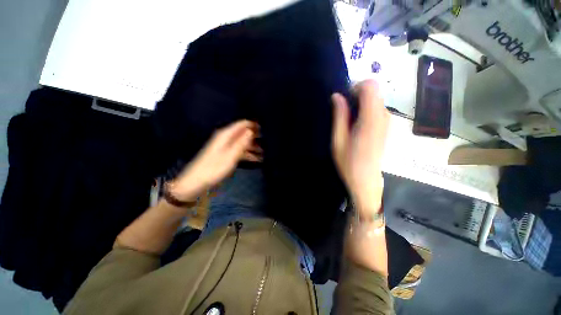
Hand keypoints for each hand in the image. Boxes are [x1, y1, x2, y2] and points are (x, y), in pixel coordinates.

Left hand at [168, 120, 258, 200]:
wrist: (196, 183)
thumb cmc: (214, 169)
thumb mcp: (230, 156)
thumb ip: (241, 143)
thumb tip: (251, 130)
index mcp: (226, 135)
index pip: (242, 124)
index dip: (254, 125)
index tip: (267, 129)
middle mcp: (226, 138)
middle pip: (244, 133)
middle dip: (256, 137)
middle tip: (269, 142)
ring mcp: (226, 147)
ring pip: (243, 143)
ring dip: (254, 147)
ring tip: (267, 152)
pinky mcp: (226, 155)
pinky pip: (240, 151)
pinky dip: (249, 154)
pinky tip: (258, 159)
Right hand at [331, 80, 389, 213]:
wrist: (366, 180)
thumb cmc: (349, 162)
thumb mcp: (338, 140)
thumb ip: (339, 116)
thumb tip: (337, 95)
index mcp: (371, 120)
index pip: (370, 87)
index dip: (355, 86)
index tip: (343, 99)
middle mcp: (384, 117)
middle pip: (374, 91)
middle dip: (357, 95)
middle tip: (343, 111)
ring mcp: (387, 121)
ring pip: (375, 99)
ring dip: (360, 103)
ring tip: (348, 120)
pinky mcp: (386, 126)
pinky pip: (377, 108)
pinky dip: (365, 109)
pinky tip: (356, 125)